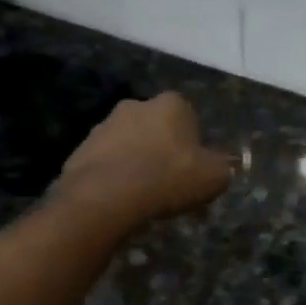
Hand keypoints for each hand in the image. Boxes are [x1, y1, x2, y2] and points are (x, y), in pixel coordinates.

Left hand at [49, 93, 232, 228]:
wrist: (104, 197)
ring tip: (143, 197)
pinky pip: (107, 162)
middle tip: (170, 184)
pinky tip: (120, 200)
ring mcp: (105, 125)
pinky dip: (114, 176)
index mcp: (171, 104)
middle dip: (163, 150)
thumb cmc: (167, 178)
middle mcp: (137, 105)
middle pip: (158, 128)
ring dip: (137, 162)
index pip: (190, 118)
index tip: (194, 170)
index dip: (194, 145)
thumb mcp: (214, 176)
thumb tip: (224, 166)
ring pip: (130, 144)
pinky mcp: (81, 149)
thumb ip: (224, 167)